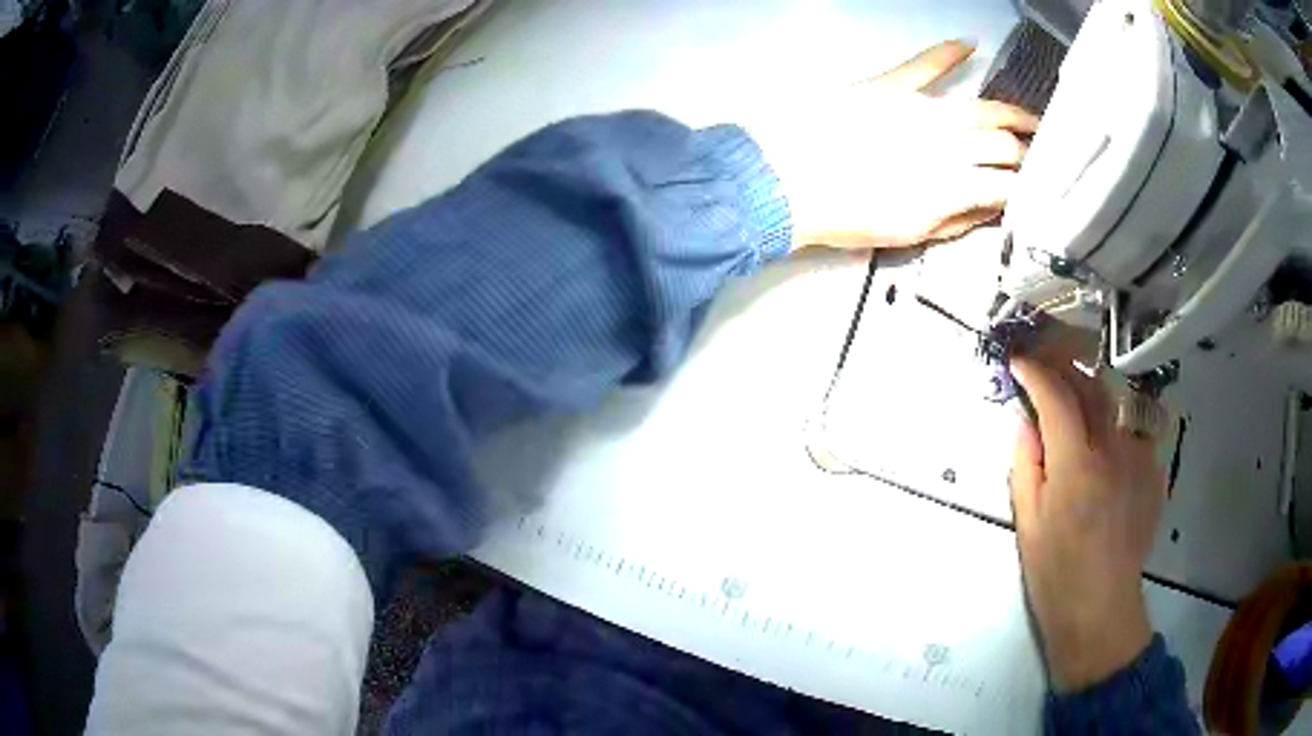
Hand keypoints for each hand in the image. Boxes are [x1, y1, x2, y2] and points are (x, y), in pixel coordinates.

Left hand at [748, 40, 1038, 250]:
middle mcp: (948, 144)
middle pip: (1002, 144)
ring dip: (1011, 113)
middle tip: (1039, 157)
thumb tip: (990, 206)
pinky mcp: (890, 86)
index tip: (1034, 192)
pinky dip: (948, 52)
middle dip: (1026, 154)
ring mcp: (920, 109)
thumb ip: (957, 220)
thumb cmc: (846, 216)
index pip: (1006, 185)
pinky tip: (969, 43)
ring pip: (980, 107)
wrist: (785, 179)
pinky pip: (925, 64)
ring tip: (1032, 119)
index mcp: (952, 187)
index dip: (1025, 190)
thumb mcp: (909, 234)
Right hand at [1009, 328, 1165, 691]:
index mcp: (1076, 464)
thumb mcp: (1027, 522)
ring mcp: (1139, 456)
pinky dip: (1114, 425)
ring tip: (1075, 394)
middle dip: (1065, 366)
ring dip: (1091, 392)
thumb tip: (1025, 421)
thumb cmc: (1055, 572)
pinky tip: (1105, 442)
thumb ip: (1025, 463)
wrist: (1101, 607)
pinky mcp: (1154, 470)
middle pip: (1091, 385)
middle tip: (1046, 364)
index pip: (1056, 395)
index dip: (1035, 371)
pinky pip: (1132, 430)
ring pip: (1116, 403)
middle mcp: (1113, 449)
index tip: (1019, 361)